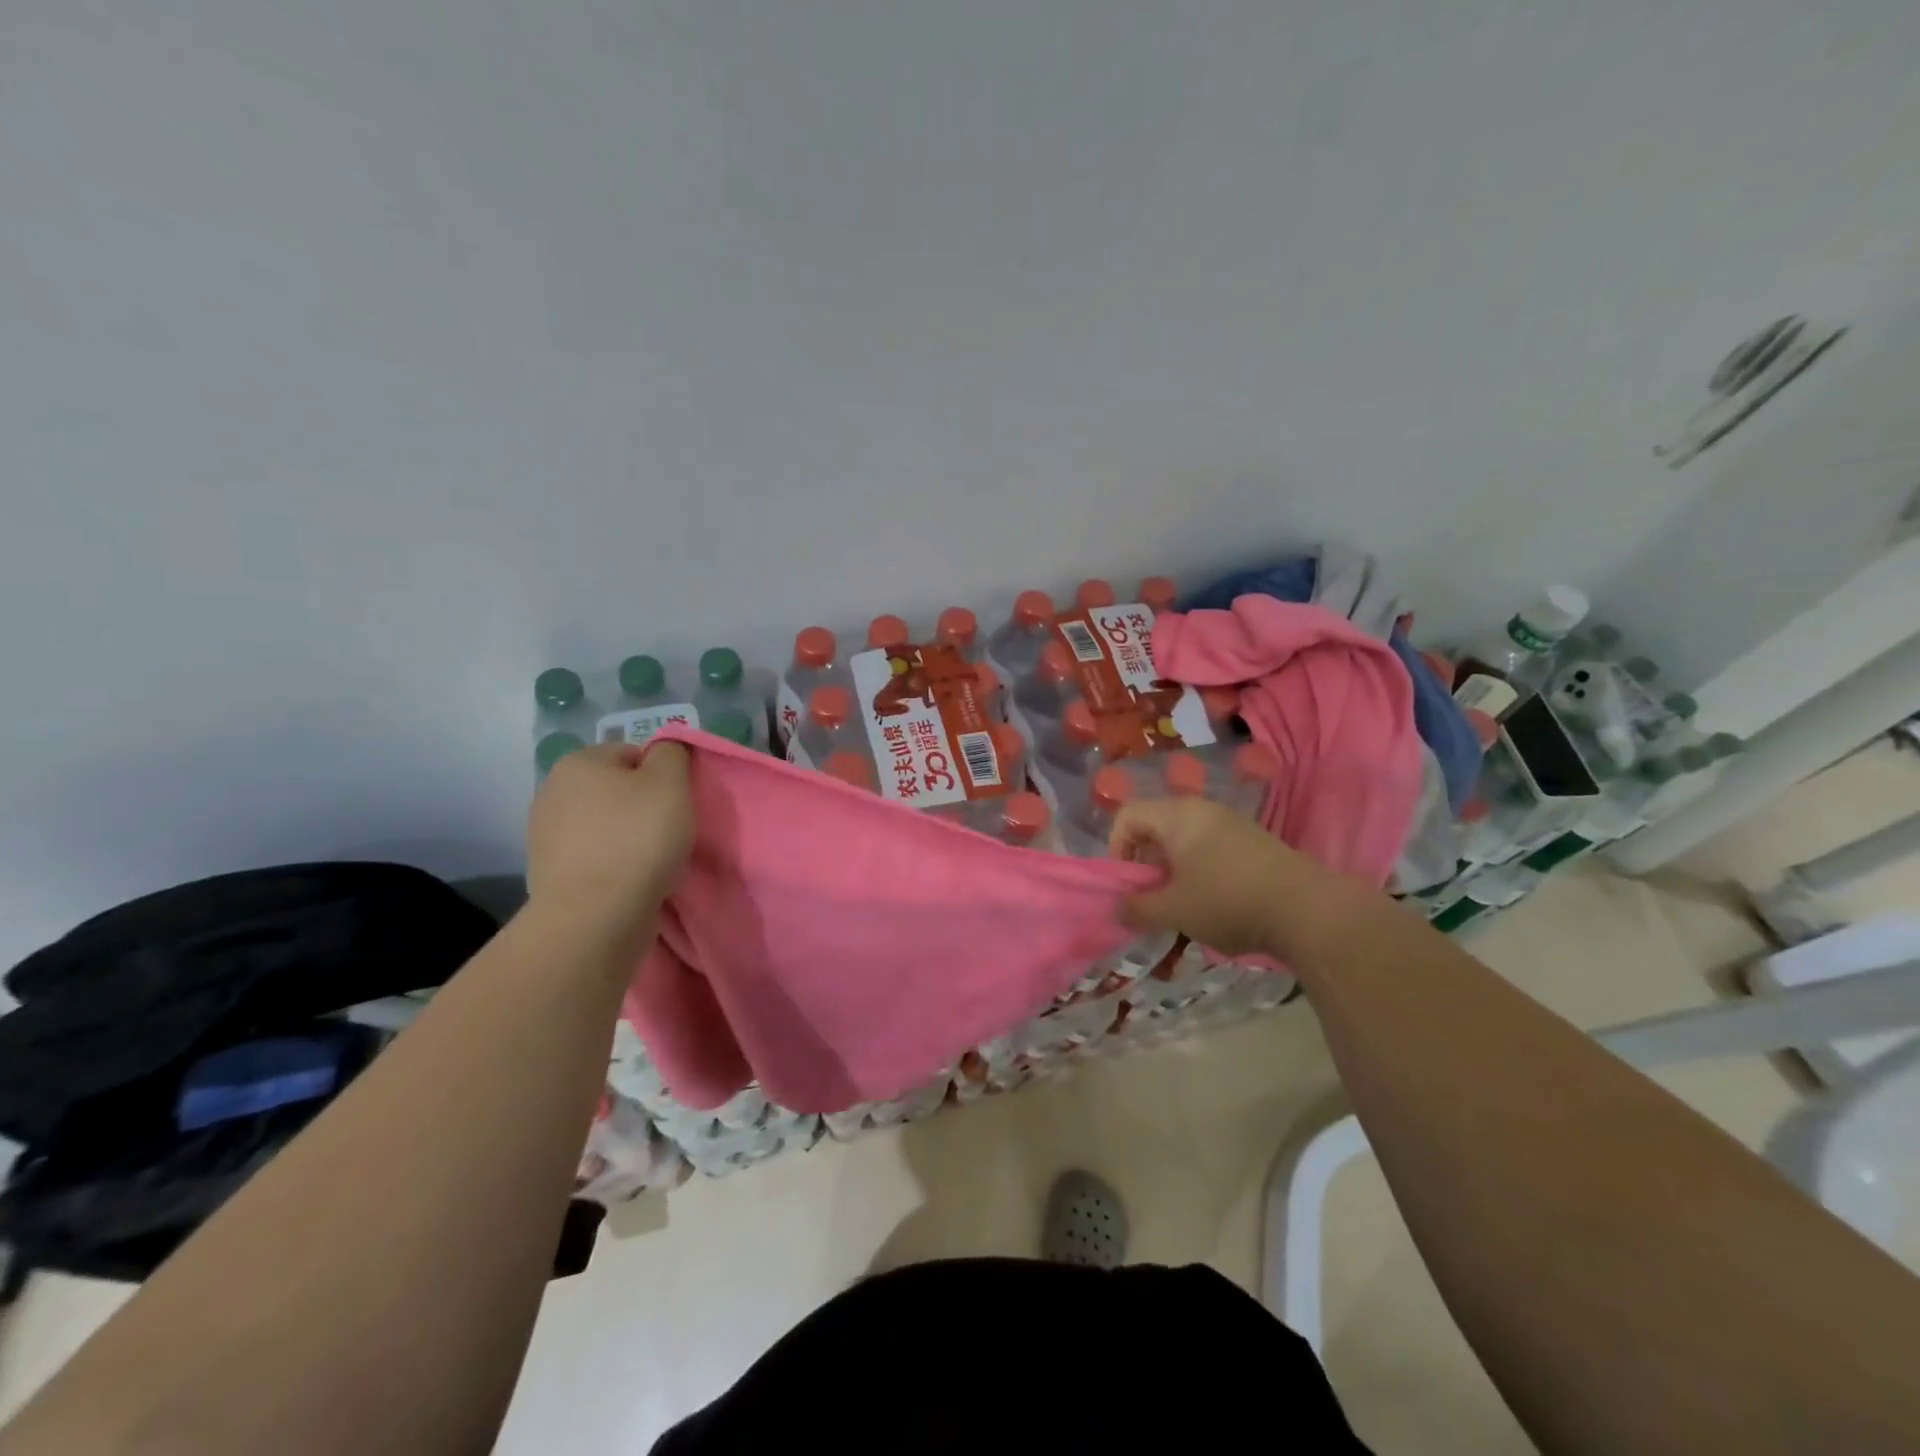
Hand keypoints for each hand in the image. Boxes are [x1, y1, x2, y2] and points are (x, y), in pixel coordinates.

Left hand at [526, 741, 694, 943]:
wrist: (594, 916)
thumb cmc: (637, 839)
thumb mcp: (671, 783)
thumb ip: (672, 753)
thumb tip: (665, 751)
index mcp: (578, 761)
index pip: (633, 753)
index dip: (662, 775)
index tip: (677, 803)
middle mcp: (552, 790)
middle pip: (615, 789)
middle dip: (642, 805)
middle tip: (669, 831)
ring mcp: (545, 834)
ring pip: (604, 824)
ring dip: (627, 836)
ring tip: (652, 860)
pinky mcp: (549, 872)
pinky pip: (593, 856)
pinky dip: (613, 863)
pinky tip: (631, 879)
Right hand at [1108, 796, 1317, 957]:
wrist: (1308, 910)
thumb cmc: (1227, 901)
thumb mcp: (1174, 910)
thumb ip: (1138, 908)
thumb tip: (1117, 908)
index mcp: (1177, 815)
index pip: (1128, 815)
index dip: (1116, 848)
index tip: (1127, 884)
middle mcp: (1203, 810)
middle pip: (1156, 826)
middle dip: (1146, 863)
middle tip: (1151, 898)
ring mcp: (1232, 824)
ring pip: (1185, 840)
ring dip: (1173, 871)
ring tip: (1182, 906)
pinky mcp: (1254, 842)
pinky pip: (1211, 849)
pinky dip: (1200, 872)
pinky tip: (1214, 904)